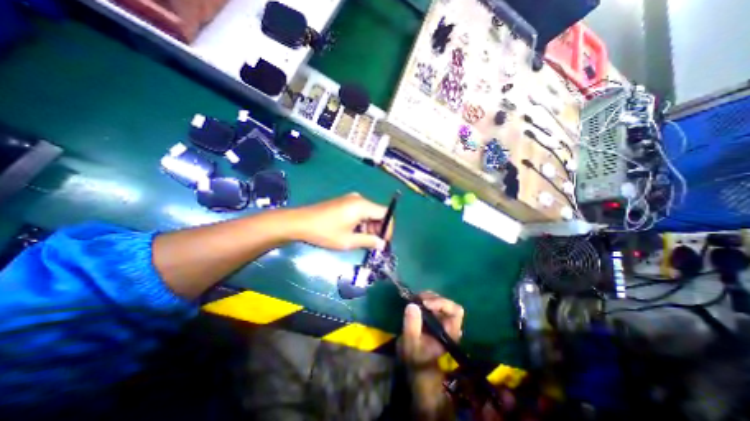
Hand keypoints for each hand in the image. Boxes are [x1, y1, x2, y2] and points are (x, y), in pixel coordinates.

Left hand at [290, 192, 392, 251]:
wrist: (300, 222)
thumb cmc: (325, 232)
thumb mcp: (348, 240)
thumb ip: (369, 241)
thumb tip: (382, 244)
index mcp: (362, 206)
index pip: (385, 213)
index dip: (388, 228)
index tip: (384, 241)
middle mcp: (359, 199)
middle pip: (377, 212)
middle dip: (378, 228)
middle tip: (373, 244)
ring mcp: (350, 199)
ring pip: (368, 212)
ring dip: (369, 226)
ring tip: (362, 240)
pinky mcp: (344, 202)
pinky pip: (360, 211)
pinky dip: (361, 222)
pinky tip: (353, 232)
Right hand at [397, 292, 463, 370]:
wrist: (413, 364)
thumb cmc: (415, 357)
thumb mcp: (411, 344)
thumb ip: (412, 326)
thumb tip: (412, 305)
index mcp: (450, 332)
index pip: (455, 311)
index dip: (442, 303)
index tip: (425, 304)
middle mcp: (448, 323)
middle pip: (446, 303)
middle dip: (431, 298)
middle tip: (416, 298)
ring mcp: (440, 319)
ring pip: (438, 300)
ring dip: (426, 297)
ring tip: (413, 299)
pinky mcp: (432, 316)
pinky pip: (430, 302)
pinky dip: (422, 299)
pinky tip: (413, 301)